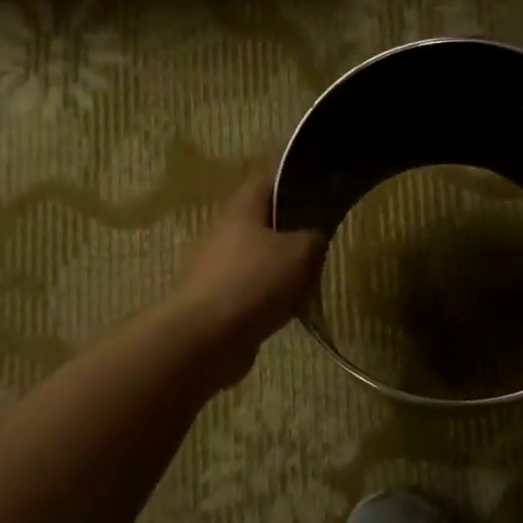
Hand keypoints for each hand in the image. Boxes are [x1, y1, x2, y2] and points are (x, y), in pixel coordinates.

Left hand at [164, 176, 324, 385]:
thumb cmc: (255, 282)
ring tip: (306, 287)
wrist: (205, 338)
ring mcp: (214, 270)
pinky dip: (267, 300)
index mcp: (241, 211)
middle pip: (261, 225)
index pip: (265, 184)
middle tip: (317, 251)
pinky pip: (248, 292)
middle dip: (289, 237)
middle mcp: (222, 234)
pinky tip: (285, 314)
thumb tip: (312, 238)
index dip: (291, 187)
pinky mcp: (213, 302)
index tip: (316, 200)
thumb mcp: (301, 253)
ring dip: (280, 272)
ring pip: (256, 261)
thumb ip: (313, 238)